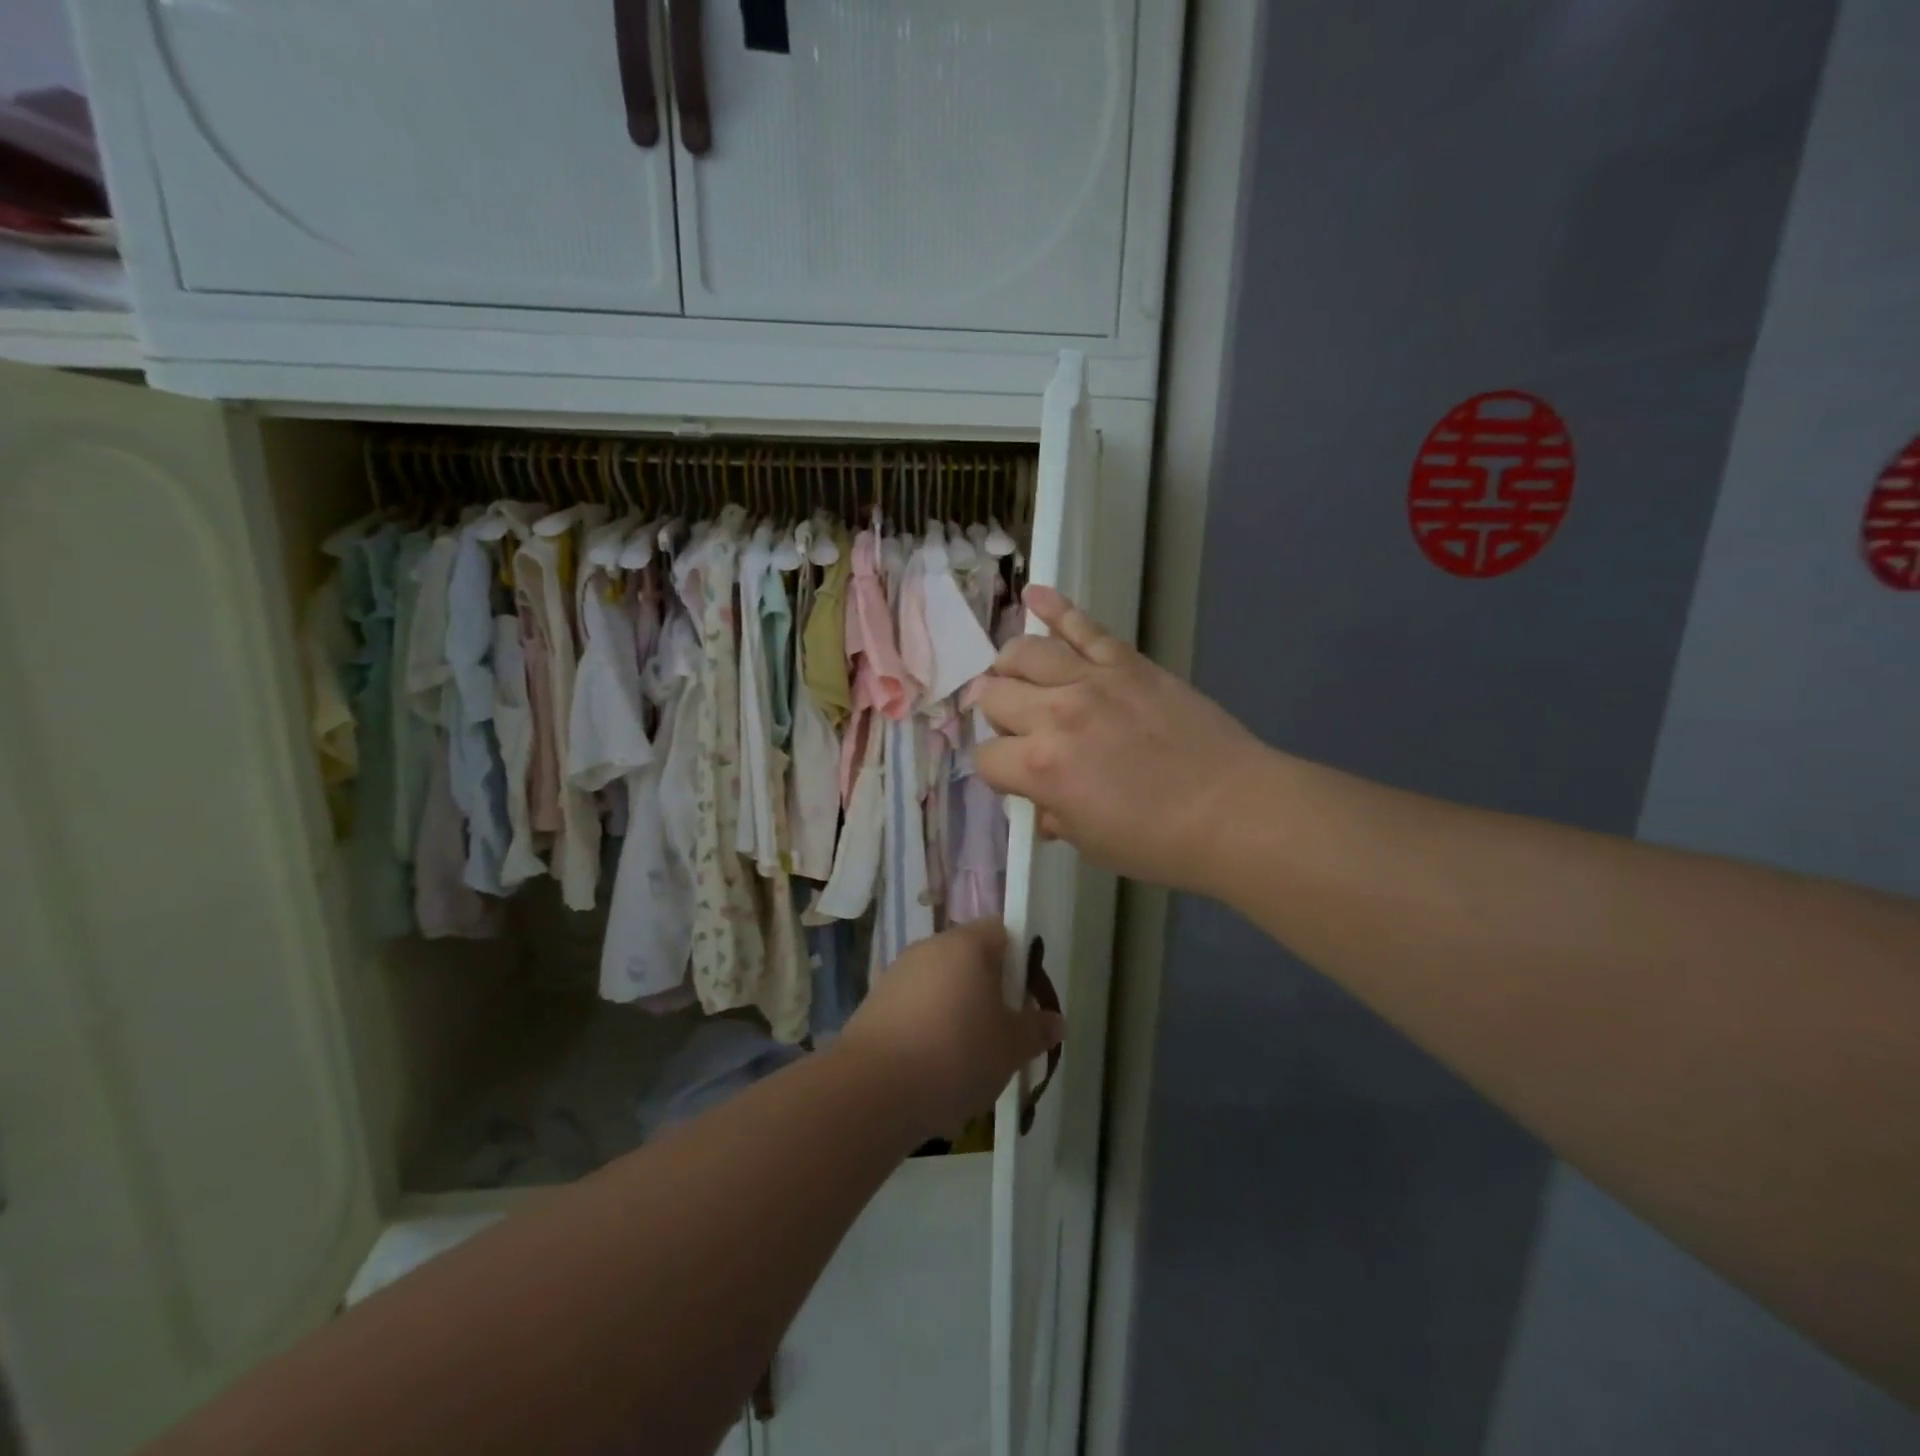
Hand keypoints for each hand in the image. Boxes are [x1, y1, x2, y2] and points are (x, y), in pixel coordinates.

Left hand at [837, 919, 1063, 1138]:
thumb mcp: (1010, 1048)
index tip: (1026, 997)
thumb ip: (1036, 1029)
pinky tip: (932, 1069)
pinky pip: (914, 1008)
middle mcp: (928, 948)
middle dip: (987, 990)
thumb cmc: (955, 1055)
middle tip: (1002, 1032)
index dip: (1019, 960)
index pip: (1001, 931)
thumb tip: (1056, 1020)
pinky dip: (927, 1028)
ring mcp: (897, 974)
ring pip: (940, 985)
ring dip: (956, 1011)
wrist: (871, 1091)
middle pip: (968, 958)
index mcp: (965, 944)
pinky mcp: (874, 1004)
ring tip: (967, 1059)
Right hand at [971, 585, 1270, 895]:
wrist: (1232, 810)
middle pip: (994, 695)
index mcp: (1039, 766)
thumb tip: (1041, 798)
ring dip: (1009, 665)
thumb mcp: (1089, 842)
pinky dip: (1054, 606)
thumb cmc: (1158, 841)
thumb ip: (1053, 812)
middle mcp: (1054, 713)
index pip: (986, 757)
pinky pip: (1082, 626)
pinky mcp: (1126, 662)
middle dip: (995, 714)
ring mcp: (1091, 680)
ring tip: (1014, 675)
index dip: (995, 771)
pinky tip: (1033, 594)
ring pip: (1024, 652)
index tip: (1014, 778)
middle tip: (1014, 727)